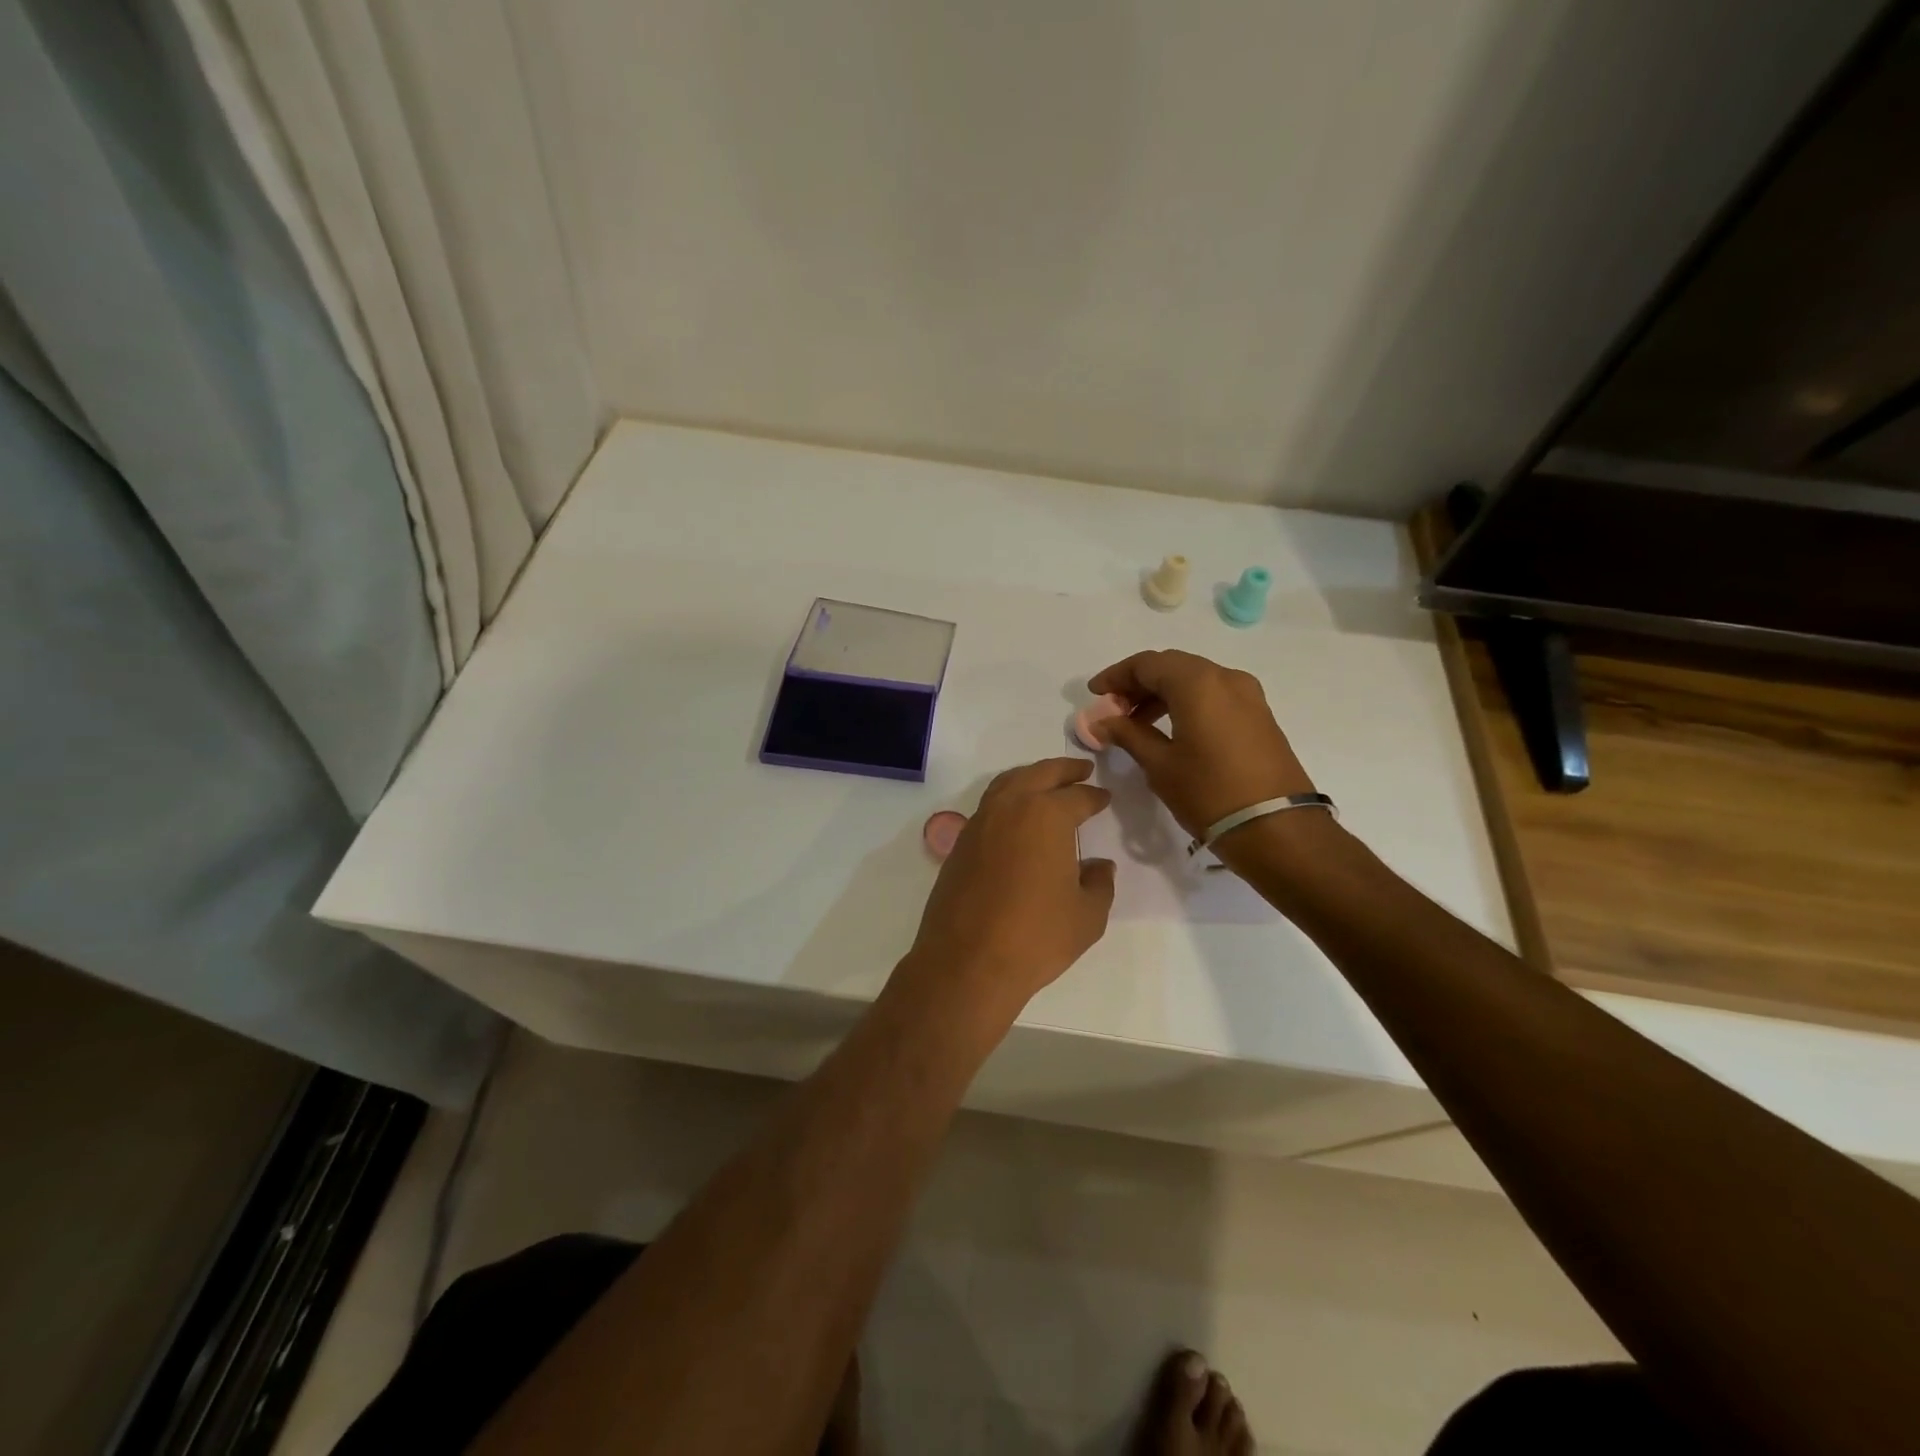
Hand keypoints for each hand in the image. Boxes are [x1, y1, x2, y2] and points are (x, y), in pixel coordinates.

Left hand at [899, 759, 1115, 1020]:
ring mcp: (979, 823)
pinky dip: (1008, 800)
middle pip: (1039, 774)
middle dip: (1063, 769)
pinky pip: (989, 807)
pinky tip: (1018, 818)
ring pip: (1007, 784)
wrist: (967, 962)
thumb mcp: (1087, 915)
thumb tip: (1099, 865)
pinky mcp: (959, 844)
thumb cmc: (1036, 937)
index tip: (1104, 798)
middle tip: (1081, 770)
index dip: (1094, 796)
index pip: (1077, 796)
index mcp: (1046, 815)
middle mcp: (1009, 807)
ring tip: (1048, 784)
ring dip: (1031, 777)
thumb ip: (1099, 883)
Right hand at [1086, 650, 1316, 838]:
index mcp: (1197, 683)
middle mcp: (1225, 678)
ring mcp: (1247, 695)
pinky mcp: (1259, 715)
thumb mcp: (1160, 764)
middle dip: (1139, 683)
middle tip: (1114, 709)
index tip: (1095, 694)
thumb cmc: (1209, 793)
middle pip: (1172, 667)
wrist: (1277, 828)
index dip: (1116, 676)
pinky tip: (1171, 729)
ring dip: (1162, 694)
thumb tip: (1101, 721)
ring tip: (1137, 724)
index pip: (1147, 664)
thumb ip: (1127, 734)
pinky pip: (1214, 695)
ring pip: (1194, 680)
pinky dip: (1187, 703)